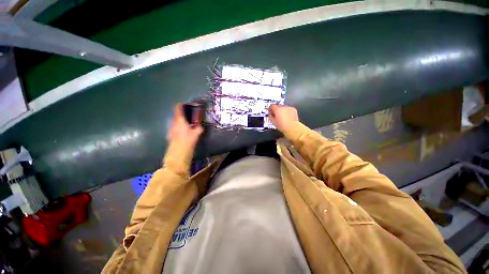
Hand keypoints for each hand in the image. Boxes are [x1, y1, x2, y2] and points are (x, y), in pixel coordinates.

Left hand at [167, 104, 202, 149]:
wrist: (178, 153)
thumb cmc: (188, 141)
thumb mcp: (197, 134)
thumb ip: (199, 128)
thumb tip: (200, 126)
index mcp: (180, 120)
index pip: (178, 108)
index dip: (181, 105)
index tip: (186, 105)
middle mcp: (173, 123)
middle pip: (176, 115)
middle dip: (182, 114)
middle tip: (190, 116)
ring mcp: (170, 129)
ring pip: (175, 121)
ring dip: (180, 121)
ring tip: (187, 125)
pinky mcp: (170, 135)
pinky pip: (174, 128)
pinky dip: (178, 127)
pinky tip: (183, 133)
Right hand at [268, 104, 298, 132]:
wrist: (292, 127)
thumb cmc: (283, 126)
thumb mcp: (273, 122)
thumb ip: (270, 116)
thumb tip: (270, 115)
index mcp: (277, 110)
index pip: (272, 106)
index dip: (270, 109)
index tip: (270, 111)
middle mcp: (283, 107)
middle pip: (278, 106)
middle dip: (276, 110)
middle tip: (276, 115)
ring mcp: (288, 108)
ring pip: (283, 108)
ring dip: (282, 111)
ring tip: (282, 117)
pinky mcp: (293, 109)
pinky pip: (288, 109)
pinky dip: (287, 112)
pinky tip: (287, 117)